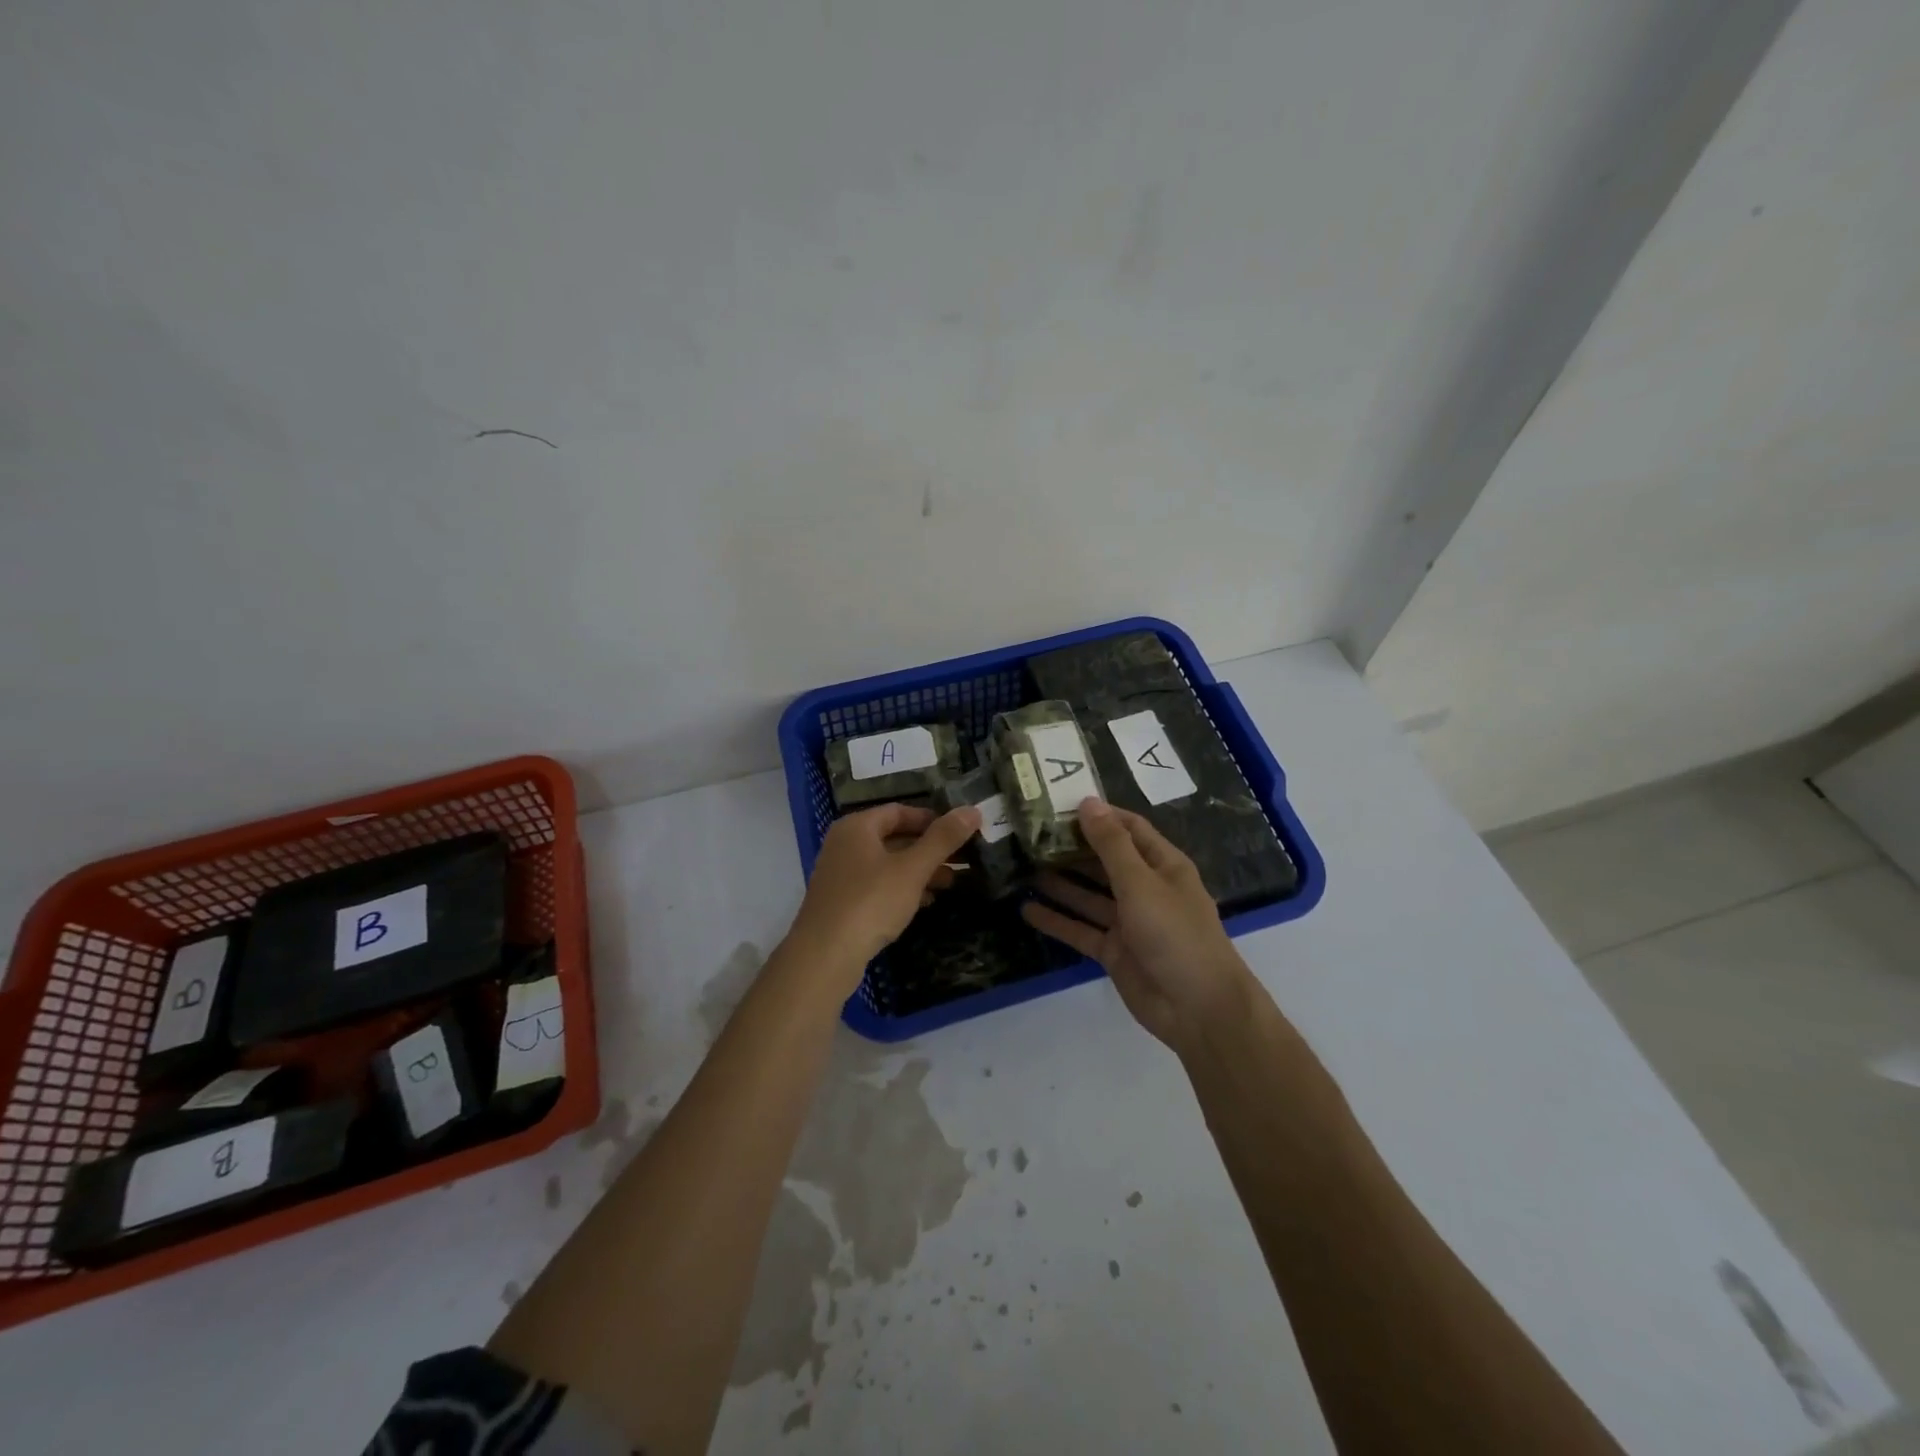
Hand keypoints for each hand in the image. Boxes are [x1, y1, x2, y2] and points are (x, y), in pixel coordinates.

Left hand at [788, 802, 981, 989]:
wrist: (824, 956)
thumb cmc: (870, 902)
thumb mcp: (912, 869)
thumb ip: (942, 839)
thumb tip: (972, 810)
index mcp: (857, 827)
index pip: (899, 811)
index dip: (931, 819)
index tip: (960, 832)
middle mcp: (845, 844)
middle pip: (894, 837)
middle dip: (929, 848)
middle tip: (963, 858)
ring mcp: (841, 875)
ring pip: (888, 864)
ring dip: (919, 870)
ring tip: (951, 881)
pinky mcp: (842, 902)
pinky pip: (878, 886)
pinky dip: (902, 889)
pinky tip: (925, 902)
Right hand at [1022, 799, 1251, 1051]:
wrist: (1199, 1009)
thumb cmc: (1175, 934)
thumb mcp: (1141, 883)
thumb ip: (1111, 845)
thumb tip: (1087, 802)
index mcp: (1163, 866)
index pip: (1129, 829)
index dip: (1100, 815)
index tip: (1060, 805)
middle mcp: (1146, 889)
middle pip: (1105, 860)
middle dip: (1073, 848)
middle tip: (1031, 834)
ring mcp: (1129, 922)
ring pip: (1089, 895)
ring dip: (1061, 882)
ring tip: (1023, 865)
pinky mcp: (1114, 951)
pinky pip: (1081, 929)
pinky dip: (1057, 920)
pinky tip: (1027, 909)